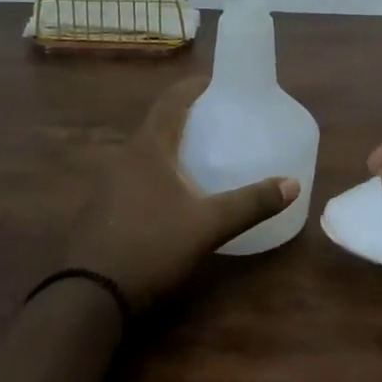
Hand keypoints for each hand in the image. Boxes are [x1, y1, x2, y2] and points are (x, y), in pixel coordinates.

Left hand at [60, 77, 297, 310]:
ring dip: (170, 147)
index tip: (216, 83)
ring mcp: (107, 185)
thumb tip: (292, 183)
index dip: (193, 87)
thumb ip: (250, 203)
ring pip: (144, 153)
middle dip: (186, 118)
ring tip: (200, 155)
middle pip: (157, 124)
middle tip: (217, 120)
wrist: (88, 298)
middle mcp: (124, 158)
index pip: (171, 101)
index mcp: (147, 148)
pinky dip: (158, 174)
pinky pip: (135, 177)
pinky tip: (173, 195)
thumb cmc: (151, 246)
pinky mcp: (102, 211)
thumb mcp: (208, 225)